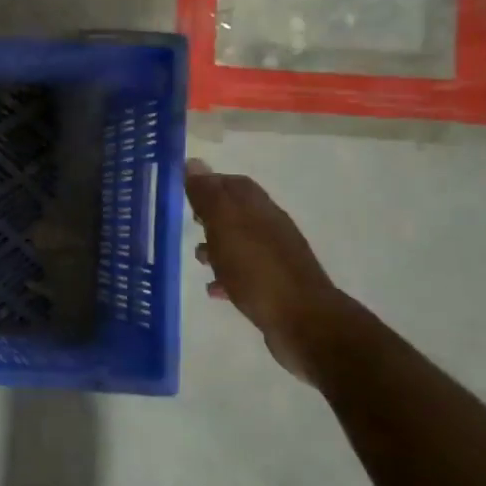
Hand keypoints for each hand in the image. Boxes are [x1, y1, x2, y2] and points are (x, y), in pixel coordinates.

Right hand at [184, 159, 342, 382]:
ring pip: (240, 244)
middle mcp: (271, 229)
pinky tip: (214, 289)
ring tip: (196, 259)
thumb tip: (193, 163)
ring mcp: (275, 259)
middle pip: (237, 213)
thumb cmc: (258, 270)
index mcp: (260, 210)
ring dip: (217, 247)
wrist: (303, 323)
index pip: (234, 184)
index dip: (209, 183)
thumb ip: (209, 196)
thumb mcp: (226, 227)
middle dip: (210, 216)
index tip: (182, 191)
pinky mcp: (274, 287)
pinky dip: (226, 276)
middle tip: (186, 223)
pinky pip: (245, 274)